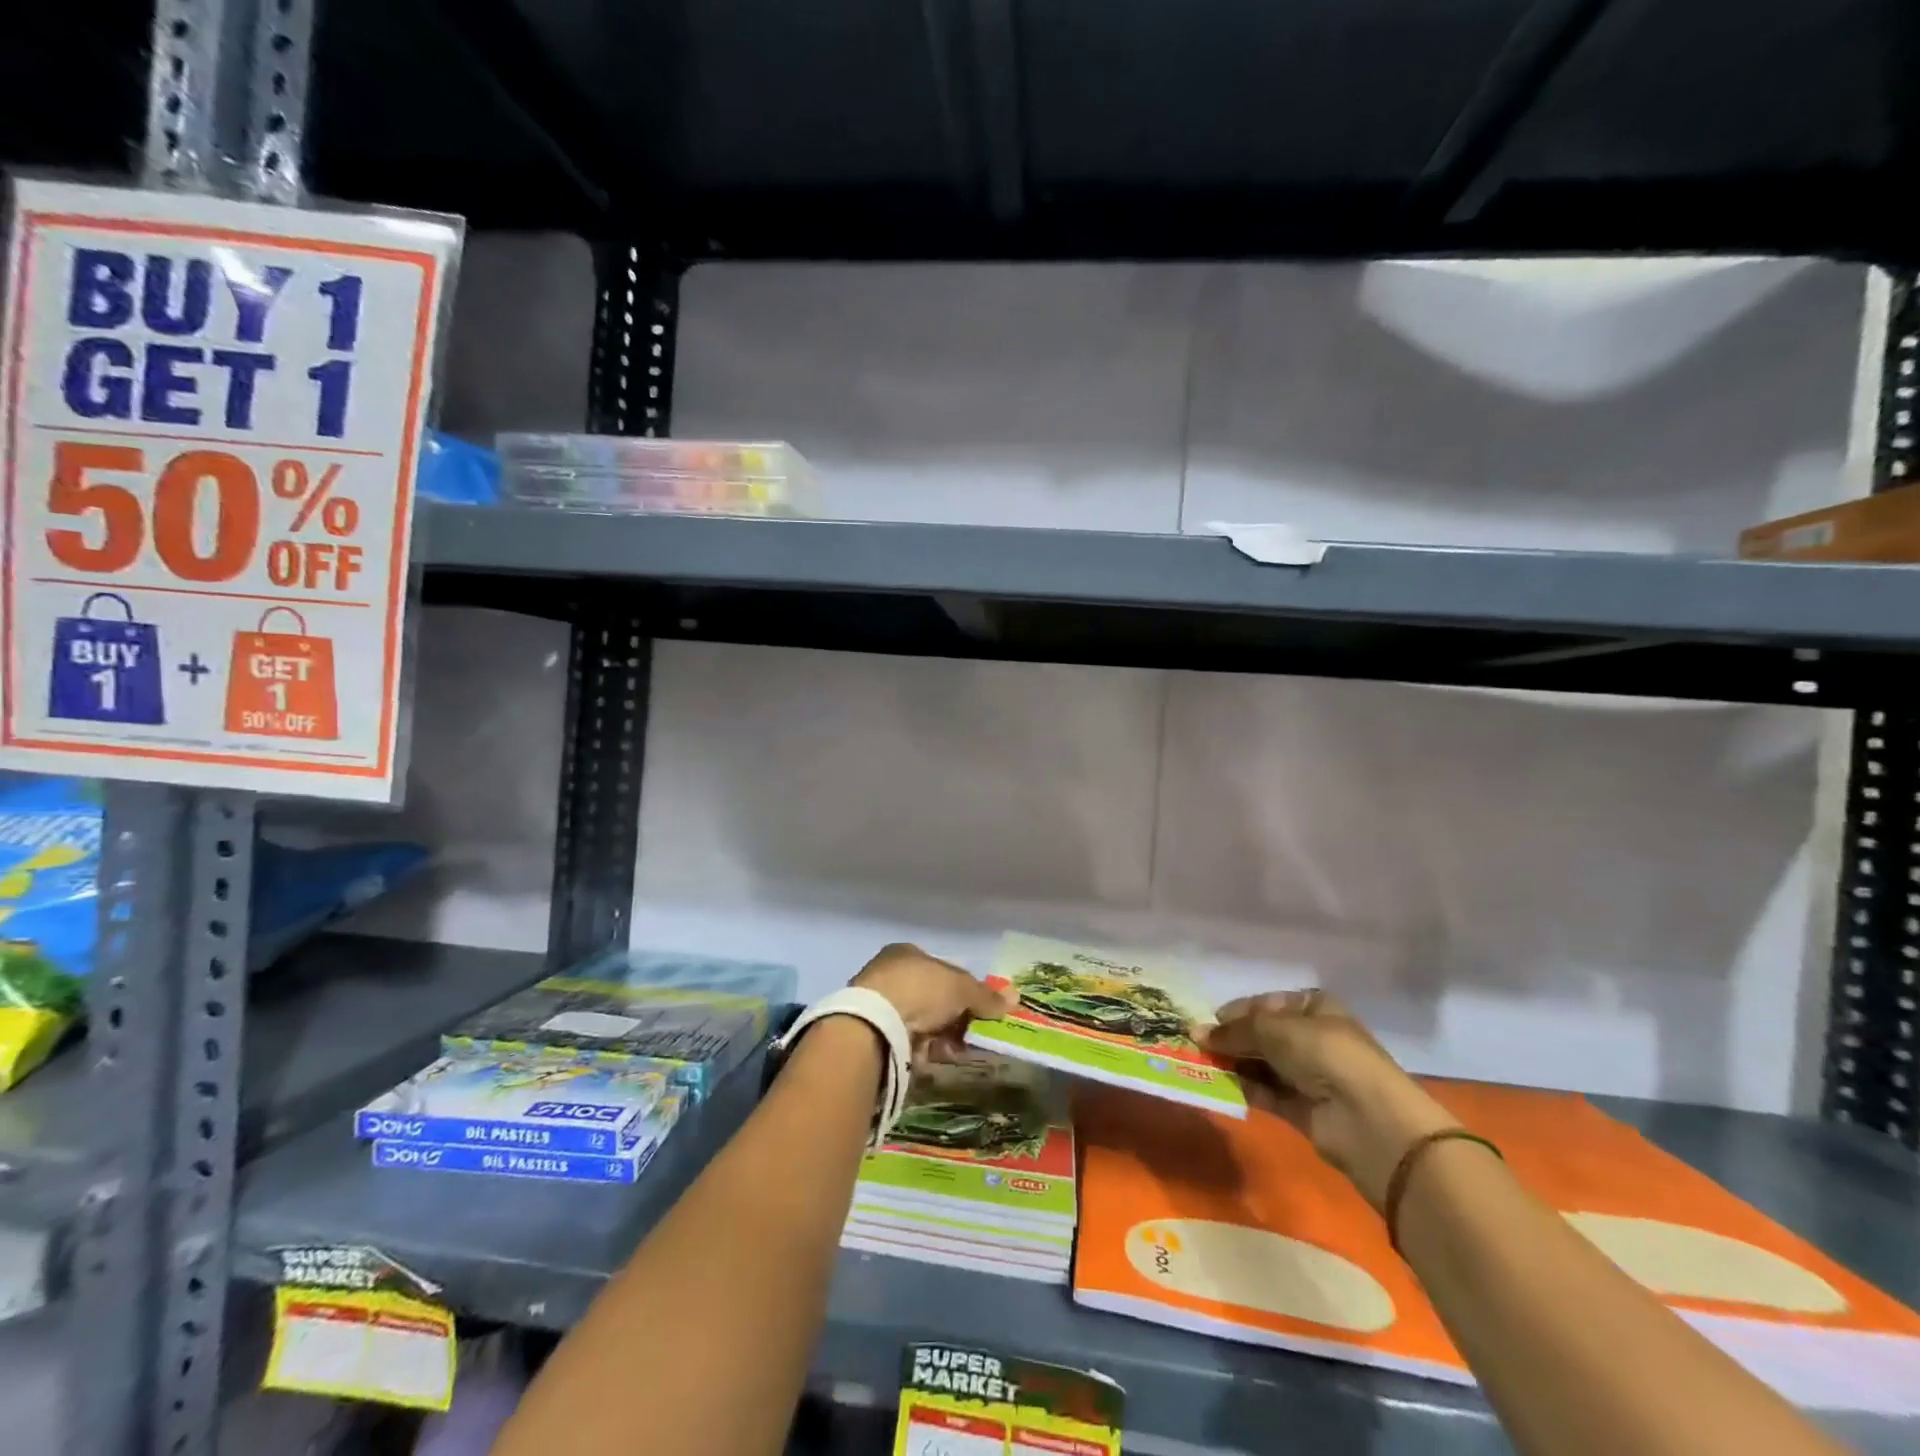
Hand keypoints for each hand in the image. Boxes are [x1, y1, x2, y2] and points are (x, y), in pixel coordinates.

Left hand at [851, 943, 1013, 1063]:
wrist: (876, 1023)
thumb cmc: (920, 989)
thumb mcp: (961, 988)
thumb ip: (986, 995)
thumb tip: (1015, 998)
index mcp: (906, 953)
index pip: (942, 970)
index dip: (963, 990)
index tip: (978, 1010)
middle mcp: (889, 974)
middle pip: (932, 998)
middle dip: (953, 1018)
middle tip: (971, 1034)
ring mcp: (879, 1004)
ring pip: (920, 1022)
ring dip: (941, 1036)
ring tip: (956, 1050)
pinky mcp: (872, 1034)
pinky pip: (906, 1042)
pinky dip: (923, 1051)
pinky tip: (935, 1059)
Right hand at [1203, 990, 1459, 1209]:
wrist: (1369, 1119)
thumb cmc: (1325, 1054)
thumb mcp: (1274, 1029)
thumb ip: (1234, 1031)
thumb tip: (1195, 1032)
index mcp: (1314, 1007)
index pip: (1267, 1004)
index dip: (1237, 1011)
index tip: (1209, 1020)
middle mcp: (1313, 1038)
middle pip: (1263, 1035)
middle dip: (1232, 1039)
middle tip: (1197, 1044)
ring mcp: (1309, 1075)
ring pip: (1262, 1064)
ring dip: (1234, 1063)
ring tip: (1200, 1063)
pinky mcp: (1303, 1110)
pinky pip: (1266, 1093)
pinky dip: (1244, 1088)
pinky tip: (1218, 1084)